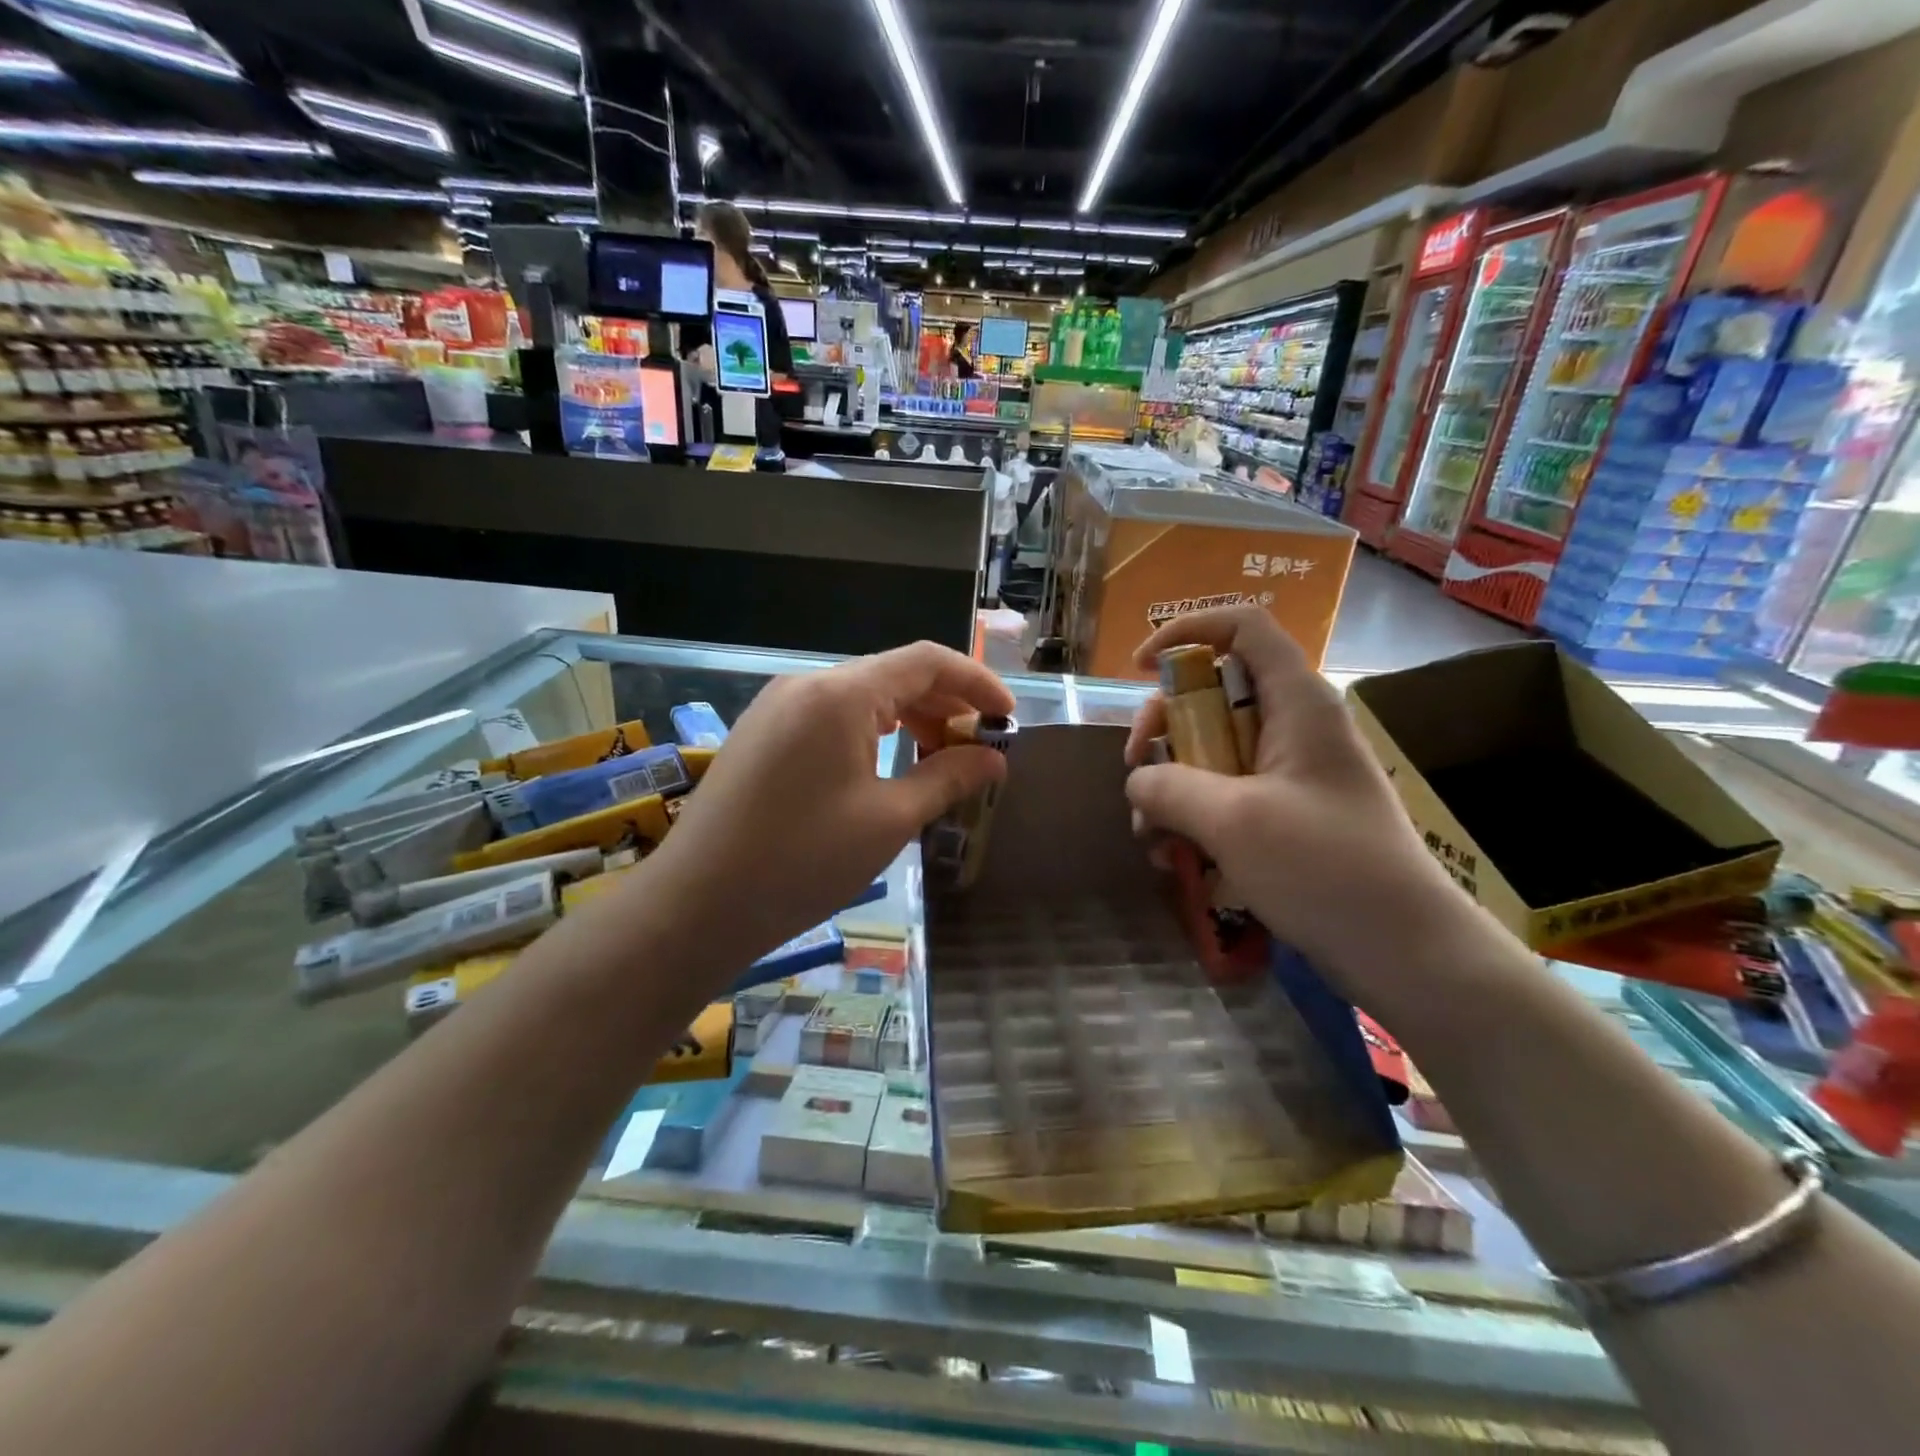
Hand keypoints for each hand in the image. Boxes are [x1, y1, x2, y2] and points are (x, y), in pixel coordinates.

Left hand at [645, 641, 1013, 989]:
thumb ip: (947, 778)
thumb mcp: (888, 821)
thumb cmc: (801, 861)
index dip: (977, 682)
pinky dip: (871, 734)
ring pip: (862, 697)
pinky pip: (831, 718)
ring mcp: (778, 707)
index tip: (1009, 718)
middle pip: (893, 676)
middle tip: (979, 750)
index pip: (926, 662)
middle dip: (945, 706)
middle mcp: (807, 685)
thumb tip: (994, 759)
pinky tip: (886, 767)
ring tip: (938, 762)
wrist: (696, 904)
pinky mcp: (762, 734)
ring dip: (909, 720)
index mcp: (841, 695)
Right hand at [1123, 607, 1468, 1006]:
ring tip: (1151, 836)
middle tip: (1137, 770)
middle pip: (1213, 693)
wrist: (1403, 951)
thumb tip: (1138, 780)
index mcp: (1297, 702)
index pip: (1241, 627)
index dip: (1185, 631)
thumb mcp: (1232, 821)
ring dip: (1171, 785)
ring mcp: (1292, 772)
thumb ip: (1169, 787)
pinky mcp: (1287, 814)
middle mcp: (1295, 726)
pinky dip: (1193, 817)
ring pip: (1212, 750)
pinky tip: (1175, 858)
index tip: (1139, 668)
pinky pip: (1225, 794)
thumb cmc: (1323, 868)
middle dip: (1163, 729)